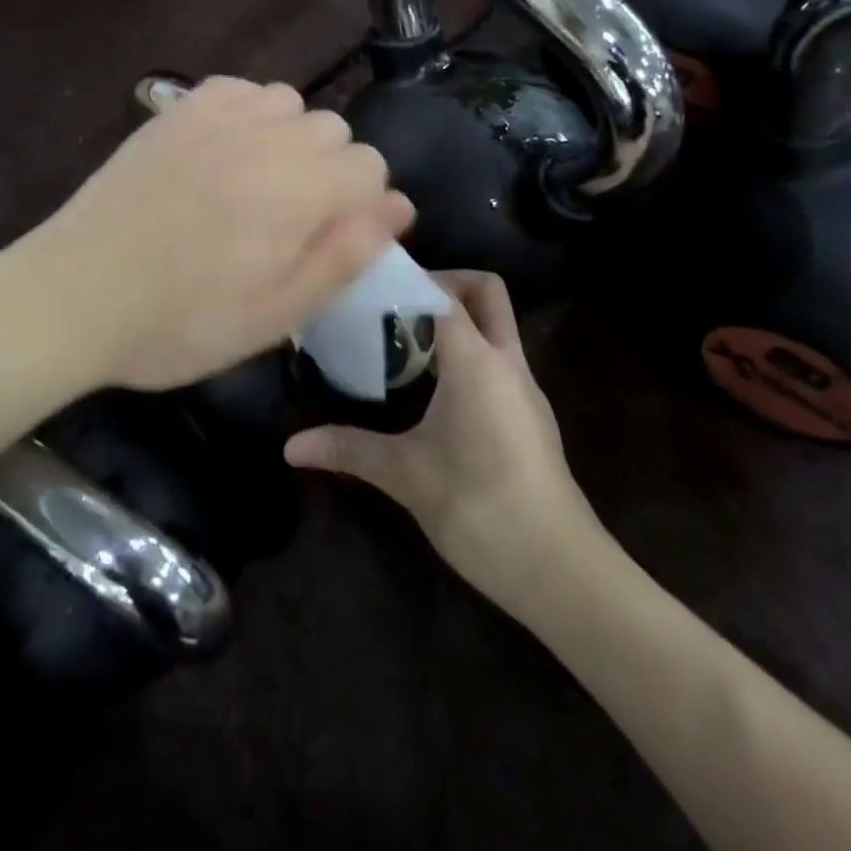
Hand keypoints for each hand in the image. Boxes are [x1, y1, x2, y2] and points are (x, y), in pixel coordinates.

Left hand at [9, 77, 413, 391]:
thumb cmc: (180, 322)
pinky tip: (223, 153)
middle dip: (327, 173)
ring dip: (288, 140)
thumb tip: (401, 204)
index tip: (321, 241)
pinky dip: (247, 114)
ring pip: (289, 103)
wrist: (76, 295)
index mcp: (297, 191)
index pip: (370, 166)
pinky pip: (239, 89)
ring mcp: (214, 116)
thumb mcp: (275, 314)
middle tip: (284, 223)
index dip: (357, 207)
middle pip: (334, 130)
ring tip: (253, 186)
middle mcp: (264, 137)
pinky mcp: (175, 110)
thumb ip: (346, 255)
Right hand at [284, 272, 607, 614]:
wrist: (560, 571)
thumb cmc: (479, 507)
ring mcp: (524, 389)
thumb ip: (348, 448)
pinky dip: (466, 353)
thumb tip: (290, 446)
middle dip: (444, 282)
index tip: (367, 284)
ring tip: (402, 342)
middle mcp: (506, 362)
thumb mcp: (405, 474)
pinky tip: (432, 389)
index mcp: (476, 361)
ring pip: (495, 326)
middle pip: (485, 292)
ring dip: (454, 321)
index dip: (406, 279)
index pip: (442, 293)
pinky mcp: (530, 416)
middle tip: (396, 303)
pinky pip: (498, 360)